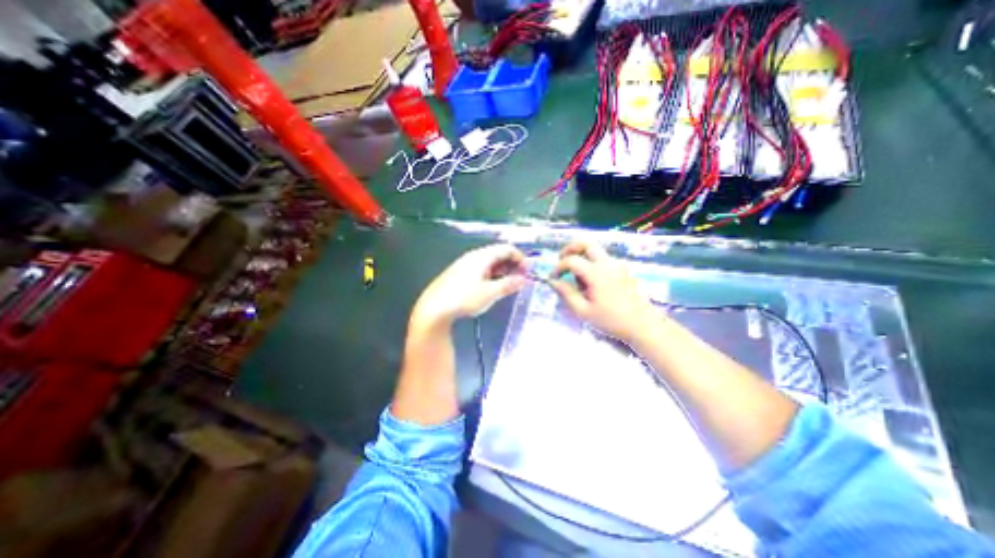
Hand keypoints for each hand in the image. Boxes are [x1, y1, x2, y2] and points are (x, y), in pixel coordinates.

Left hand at [411, 243, 526, 326]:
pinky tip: (492, 287)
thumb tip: (523, 279)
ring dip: (502, 270)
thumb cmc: (464, 298)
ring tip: (509, 284)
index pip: (506, 249)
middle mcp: (473, 256)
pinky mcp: (459, 274)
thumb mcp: (490, 293)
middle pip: (498, 254)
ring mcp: (464, 265)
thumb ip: (508, 285)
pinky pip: (480, 269)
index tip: (528, 271)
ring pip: (489, 262)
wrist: (434, 308)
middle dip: (512, 264)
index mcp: (482, 256)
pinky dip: (492, 275)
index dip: (520, 258)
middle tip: (520, 279)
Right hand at [552, 239, 658, 343]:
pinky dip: (591, 263)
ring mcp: (617, 265)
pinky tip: (591, 283)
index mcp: (596, 273)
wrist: (643, 325)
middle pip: (586, 243)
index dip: (558, 267)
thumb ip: (566, 294)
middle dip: (570, 249)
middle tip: (562, 260)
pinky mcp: (623, 270)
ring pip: (595, 250)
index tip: (553, 278)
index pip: (571, 260)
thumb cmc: (612, 320)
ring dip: (581, 256)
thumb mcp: (583, 311)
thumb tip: (553, 281)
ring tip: (577, 278)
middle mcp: (607, 263)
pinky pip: (603, 259)